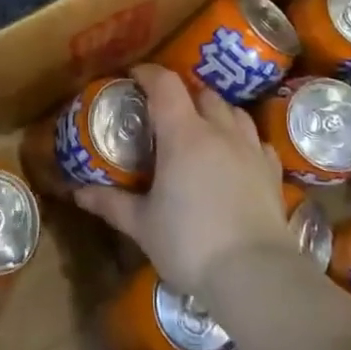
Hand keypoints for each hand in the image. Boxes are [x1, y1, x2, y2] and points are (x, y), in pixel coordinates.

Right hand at [72, 63, 294, 297]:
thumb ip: (111, 203)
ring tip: (201, 128)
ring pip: (234, 112)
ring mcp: (251, 150)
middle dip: (183, 95)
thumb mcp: (142, 225)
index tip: (134, 77)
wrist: (255, 275)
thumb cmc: (190, 244)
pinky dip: (243, 139)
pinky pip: (258, 141)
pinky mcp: (273, 172)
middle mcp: (220, 131)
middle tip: (165, 112)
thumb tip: (78, 192)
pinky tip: (236, 155)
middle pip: (203, 94)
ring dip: (215, 112)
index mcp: (183, 135)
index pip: (166, 85)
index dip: (149, 74)